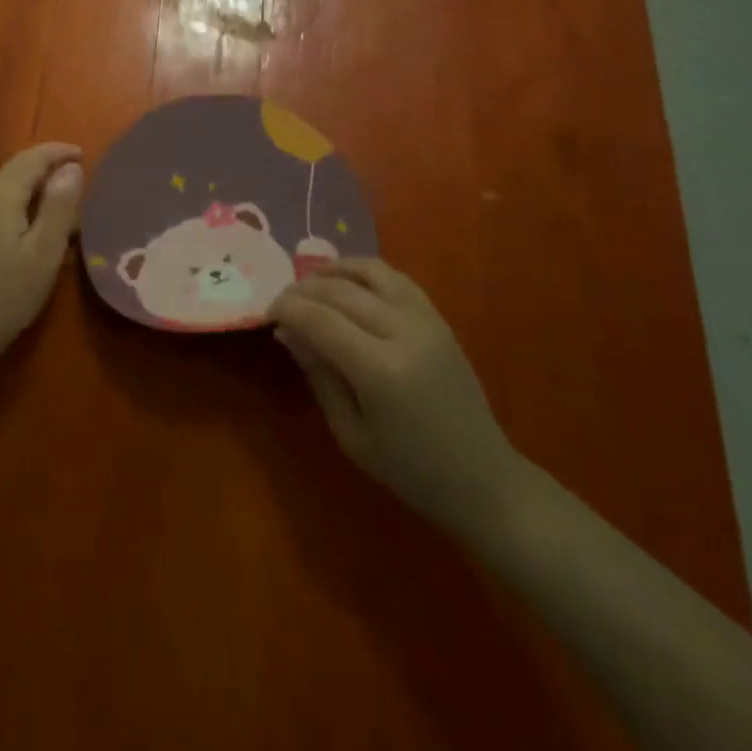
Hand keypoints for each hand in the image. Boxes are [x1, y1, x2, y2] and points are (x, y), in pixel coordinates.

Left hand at [0, 143, 83, 372]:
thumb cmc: (2, 297)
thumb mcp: (43, 254)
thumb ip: (59, 206)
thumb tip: (70, 168)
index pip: (31, 158)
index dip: (59, 152)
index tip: (84, 156)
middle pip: (15, 176)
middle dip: (46, 184)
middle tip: (76, 207)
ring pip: (0, 195)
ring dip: (28, 203)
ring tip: (53, 230)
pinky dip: (9, 217)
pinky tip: (20, 245)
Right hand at [270, 259, 524, 532]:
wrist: (483, 478)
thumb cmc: (410, 470)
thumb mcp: (351, 434)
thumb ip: (319, 375)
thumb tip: (288, 332)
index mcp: (381, 371)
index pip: (320, 320)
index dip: (288, 309)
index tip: (268, 314)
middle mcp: (404, 334)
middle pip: (341, 291)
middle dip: (303, 290)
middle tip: (282, 301)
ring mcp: (426, 320)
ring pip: (370, 272)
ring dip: (334, 271)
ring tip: (311, 284)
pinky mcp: (439, 318)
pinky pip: (396, 278)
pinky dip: (365, 272)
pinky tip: (347, 283)